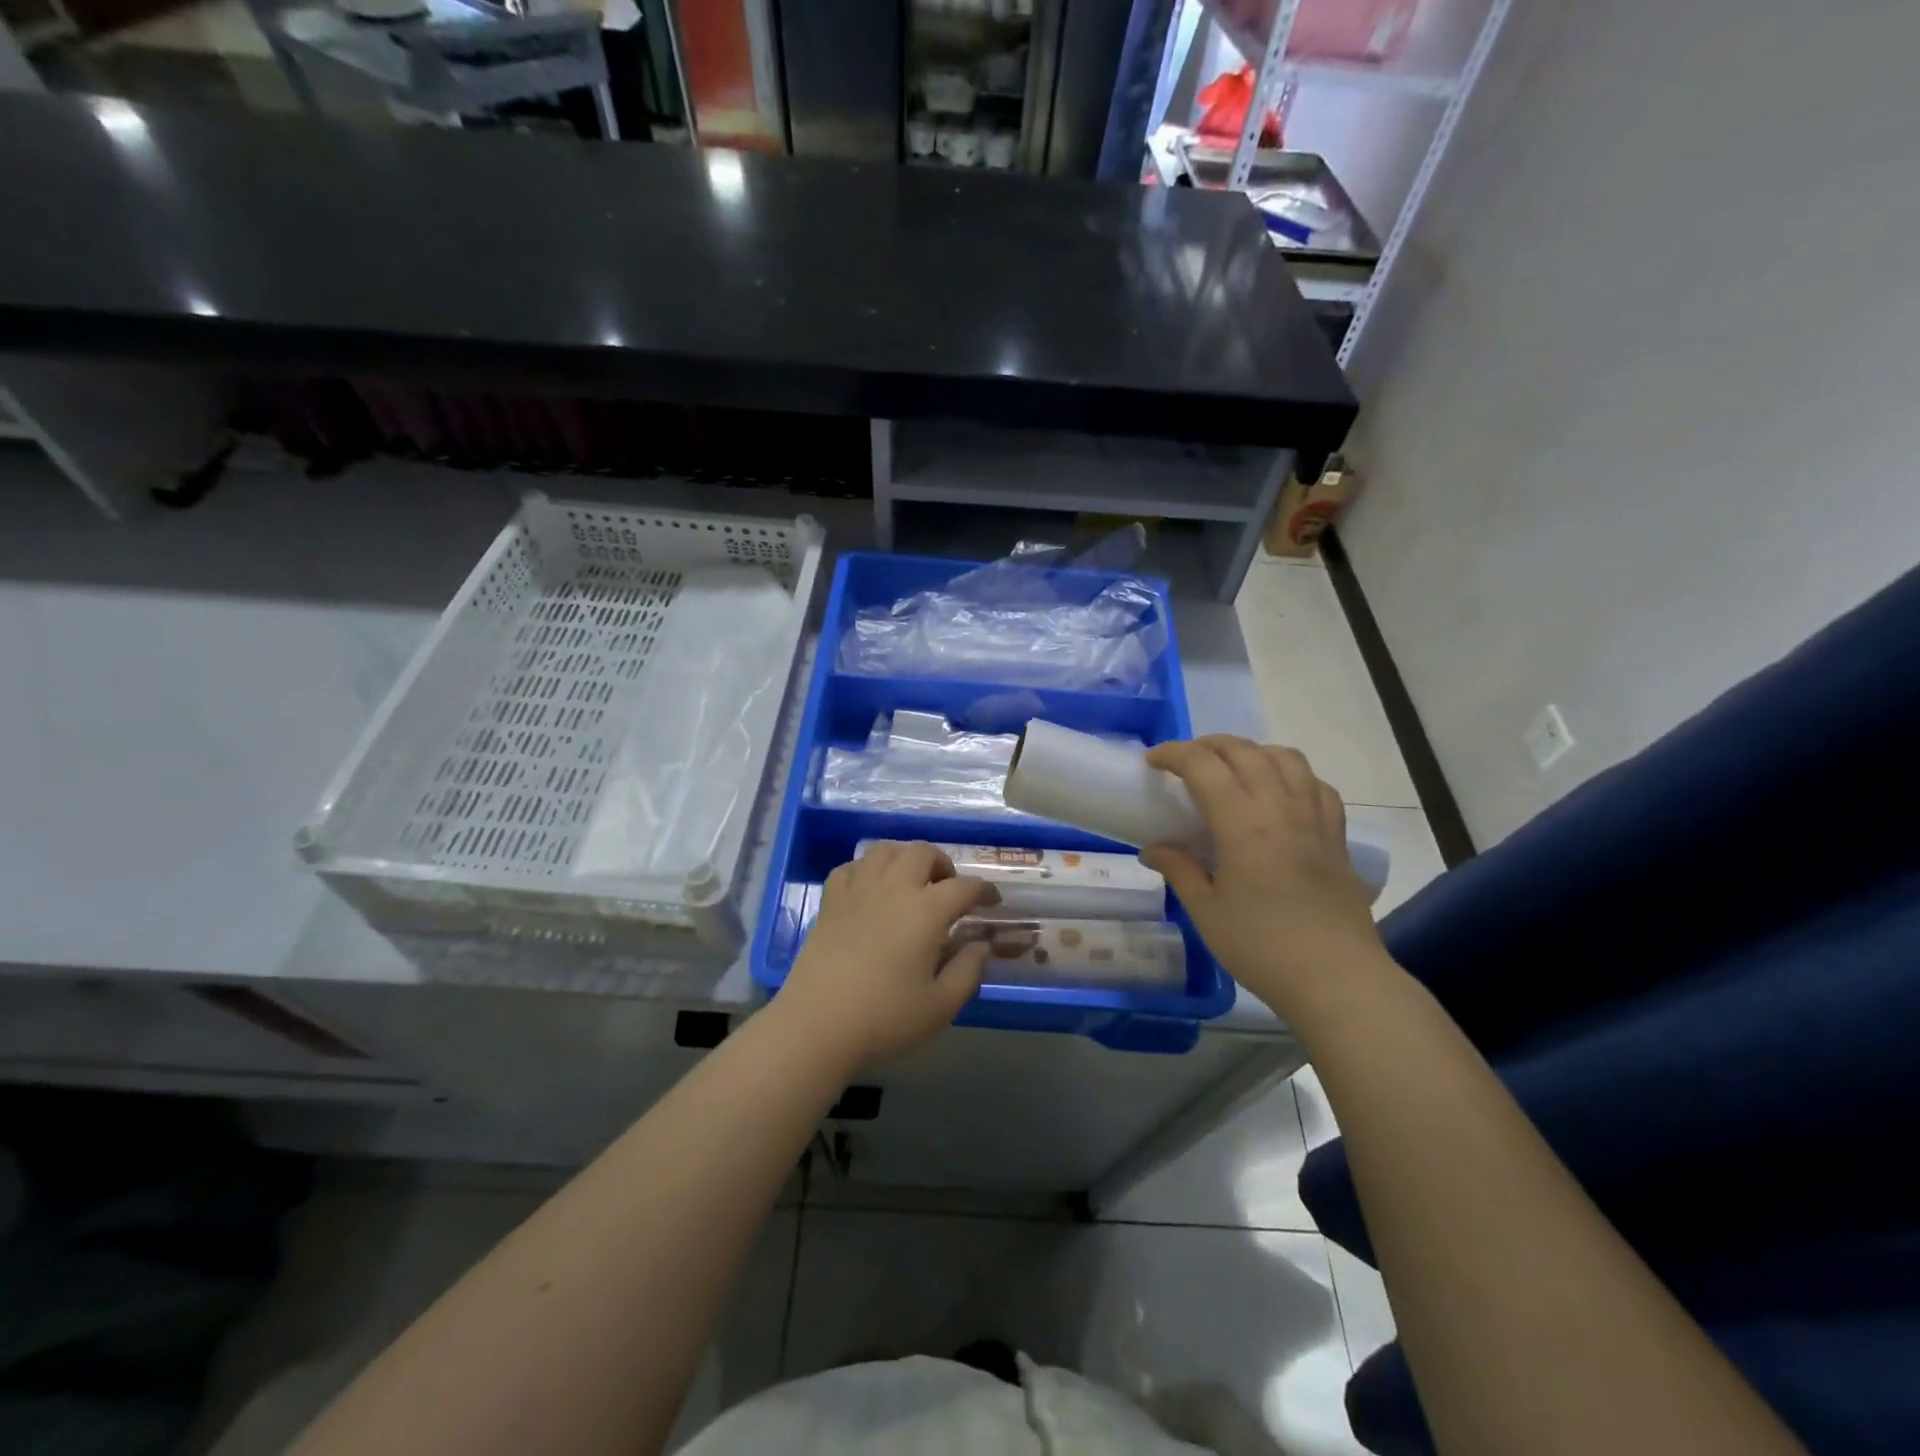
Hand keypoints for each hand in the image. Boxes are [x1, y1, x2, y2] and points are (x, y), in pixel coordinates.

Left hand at [775, 842, 998, 1075]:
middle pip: (923, 853)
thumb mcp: (940, 1005)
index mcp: (926, 911)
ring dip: (906, 858)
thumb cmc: (884, 1018)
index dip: (984, 890)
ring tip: (912, 881)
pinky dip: (868, 869)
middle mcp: (894, 888)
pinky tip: (872, 888)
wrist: (816, 1025)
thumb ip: (968, 971)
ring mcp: (858, 890)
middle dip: (943, 864)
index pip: (964, 887)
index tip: (992, 901)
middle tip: (949, 888)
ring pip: (886, 850)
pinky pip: (852, 867)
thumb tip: (980, 945)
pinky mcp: (830, 901)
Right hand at [1143, 736, 1386, 1015]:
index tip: (1153, 762)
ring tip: (1232, 769)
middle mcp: (1280, 807)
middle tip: (1185, 762)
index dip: (1174, 754)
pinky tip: (1279, 794)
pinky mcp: (1337, 836)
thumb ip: (1180, 870)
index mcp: (1243, 823)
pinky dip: (1291, 775)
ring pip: (1286, 758)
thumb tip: (1153, 849)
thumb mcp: (1207, 911)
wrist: (1337, 979)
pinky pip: (1316, 785)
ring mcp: (1315, 819)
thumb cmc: (1262, 947)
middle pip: (1244, 751)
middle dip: (1209, 745)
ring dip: (1252, 752)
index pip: (1204, 766)